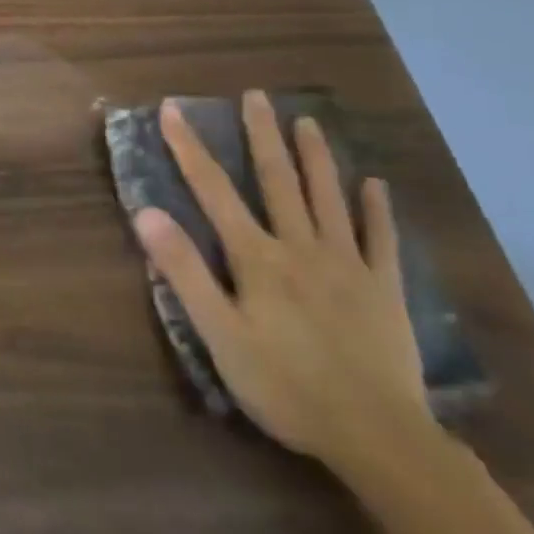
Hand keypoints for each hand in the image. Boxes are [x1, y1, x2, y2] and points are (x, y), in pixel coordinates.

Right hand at [134, 91, 432, 473]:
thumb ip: (184, 270)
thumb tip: (147, 212)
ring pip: (328, 198)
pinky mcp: (385, 290)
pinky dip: (376, 210)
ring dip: (316, 157)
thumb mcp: (219, 334)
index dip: (190, 147)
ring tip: (307, 120)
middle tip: (255, 95)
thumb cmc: (285, 385)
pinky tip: (375, 184)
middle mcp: (300, 247)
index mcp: (257, 257)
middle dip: (262, 135)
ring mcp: (348, 265)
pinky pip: (381, 241)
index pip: (213, 189)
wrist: (378, 438)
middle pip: (278, 180)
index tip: (173, 109)